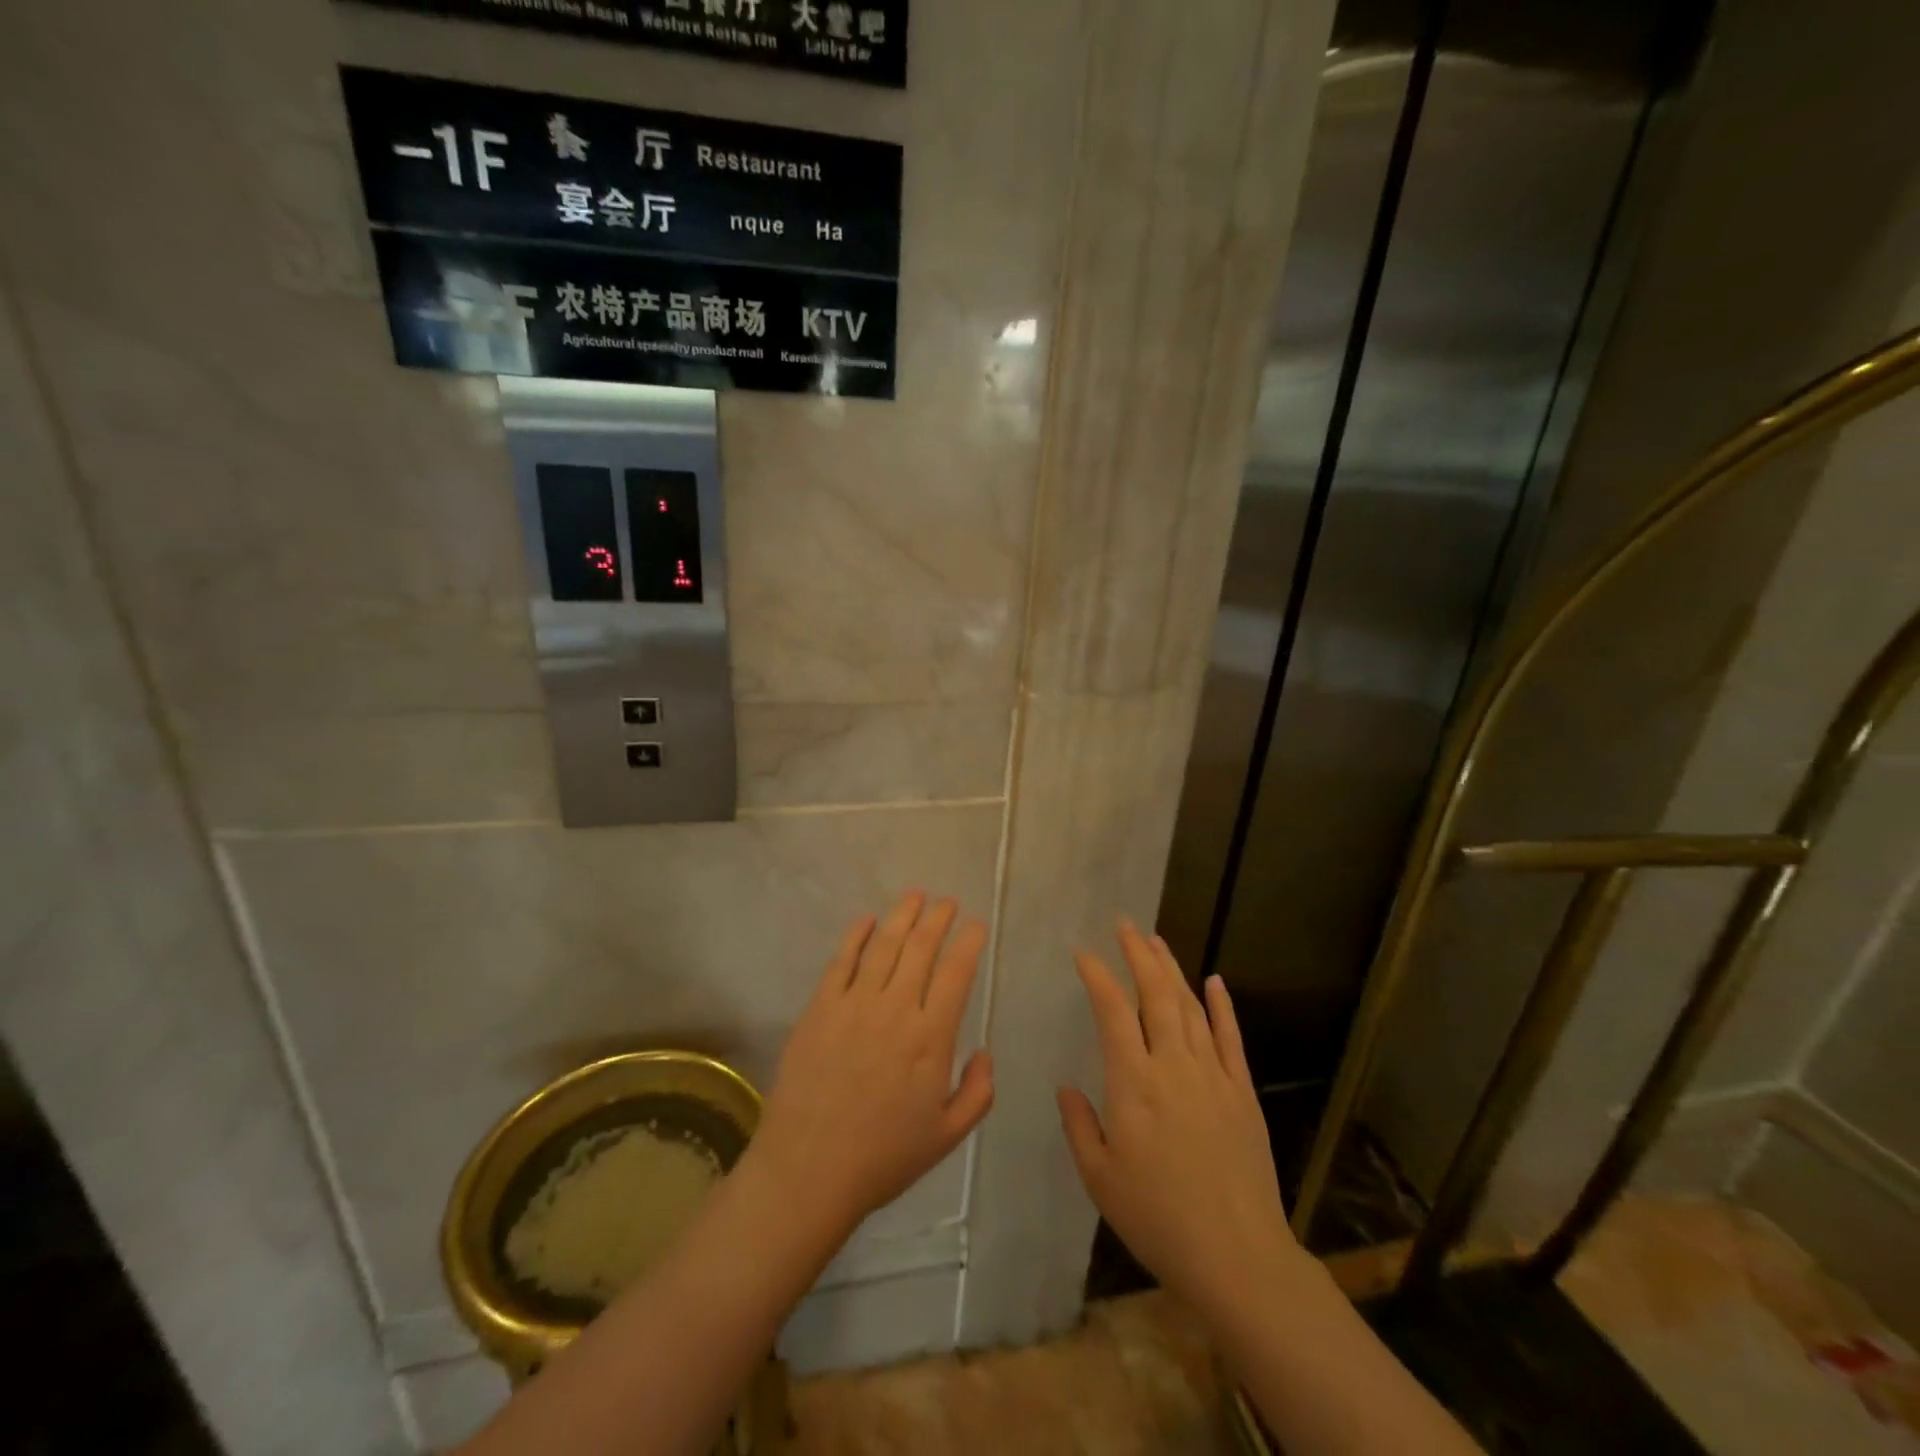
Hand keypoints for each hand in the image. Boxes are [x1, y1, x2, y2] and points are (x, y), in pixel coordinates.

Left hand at [747, 891, 993, 1243]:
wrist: (808, 1170)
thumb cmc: (882, 1156)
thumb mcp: (947, 1136)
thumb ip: (977, 1092)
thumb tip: (984, 1052)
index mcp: (931, 1037)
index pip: (956, 973)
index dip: (969, 942)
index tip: (976, 924)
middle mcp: (896, 1009)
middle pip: (921, 948)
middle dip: (938, 918)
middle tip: (947, 901)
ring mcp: (854, 1004)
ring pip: (884, 945)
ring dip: (902, 915)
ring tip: (915, 895)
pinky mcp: (820, 1008)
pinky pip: (841, 961)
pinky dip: (855, 935)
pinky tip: (866, 919)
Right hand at [1058, 921, 1303, 1312]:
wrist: (1237, 1256)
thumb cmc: (1158, 1218)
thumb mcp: (1100, 1178)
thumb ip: (1080, 1125)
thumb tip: (1067, 1086)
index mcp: (1133, 1083)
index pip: (1113, 1011)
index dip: (1098, 976)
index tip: (1083, 953)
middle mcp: (1173, 1065)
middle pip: (1156, 995)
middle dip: (1138, 954)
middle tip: (1125, 925)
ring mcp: (1213, 1075)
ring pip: (1191, 1007)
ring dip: (1172, 970)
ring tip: (1156, 942)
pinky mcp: (1242, 1092)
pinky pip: (1231, 1038)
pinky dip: (1222, 1005)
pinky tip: (1214, 980)